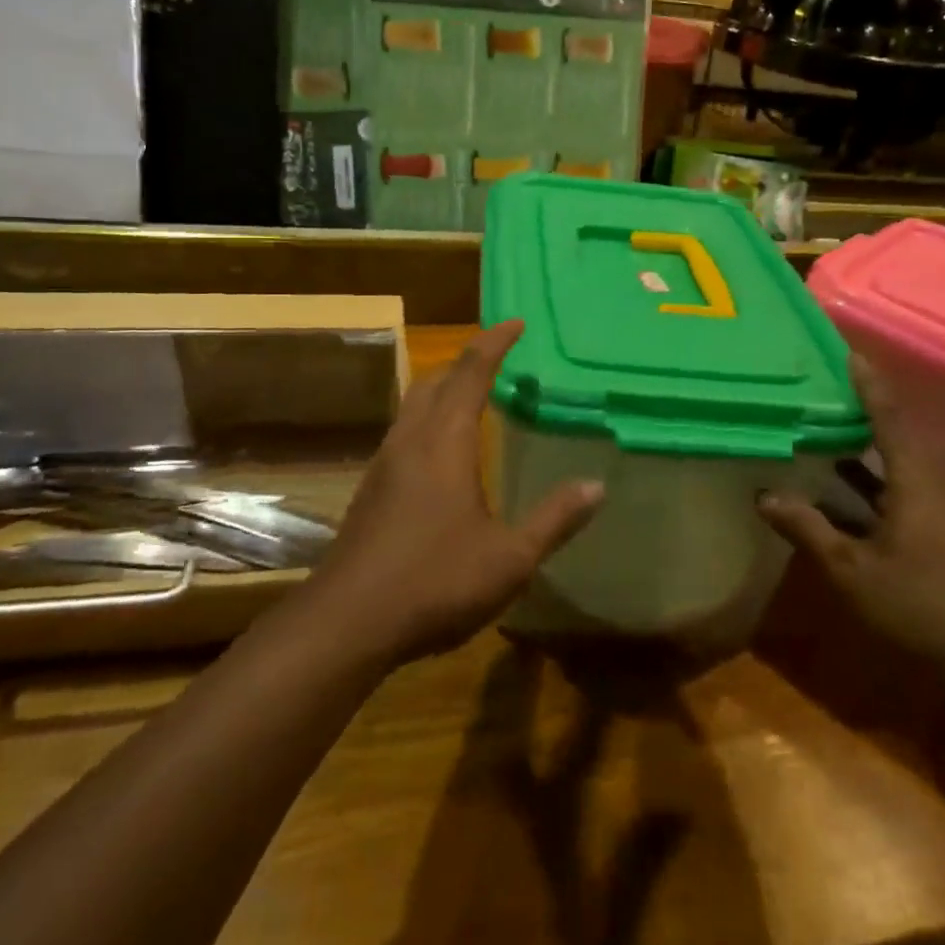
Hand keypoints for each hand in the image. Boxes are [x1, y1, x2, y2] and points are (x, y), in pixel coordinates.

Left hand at [311, 320, 601, 663]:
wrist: (347, 622)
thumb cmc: (434, 582)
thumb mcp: (509, 558)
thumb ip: (554, 519)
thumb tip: (597, 486)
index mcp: (444, 441)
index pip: (471, 372)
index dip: (494, 342)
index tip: (516, 322)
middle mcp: (410, 440)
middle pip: (435, 379)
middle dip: (466, 361)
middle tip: (499, 359)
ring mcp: (384, 464)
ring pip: (413, 404)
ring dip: (443, 389)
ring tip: (474, 398)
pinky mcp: (370, 489)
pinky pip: (404, 432)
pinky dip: (429, 419)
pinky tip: (442, 453)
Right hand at [759, 350, 944, 677]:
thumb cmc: (917, 604)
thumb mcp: (851, 568)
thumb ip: (807, 528)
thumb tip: (763, 495)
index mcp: (914, 484)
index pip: (889, 420)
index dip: (869, 386)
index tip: (851, 353)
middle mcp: (927, 487)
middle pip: (895, 433)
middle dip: (865, 404)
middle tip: (830, 380)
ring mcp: (932, 511)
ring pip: (895, 461)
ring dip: (864, 440)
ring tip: (827, 418)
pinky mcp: (931, 531)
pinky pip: (894, 485)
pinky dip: (867, 474)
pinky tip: (839, 478)